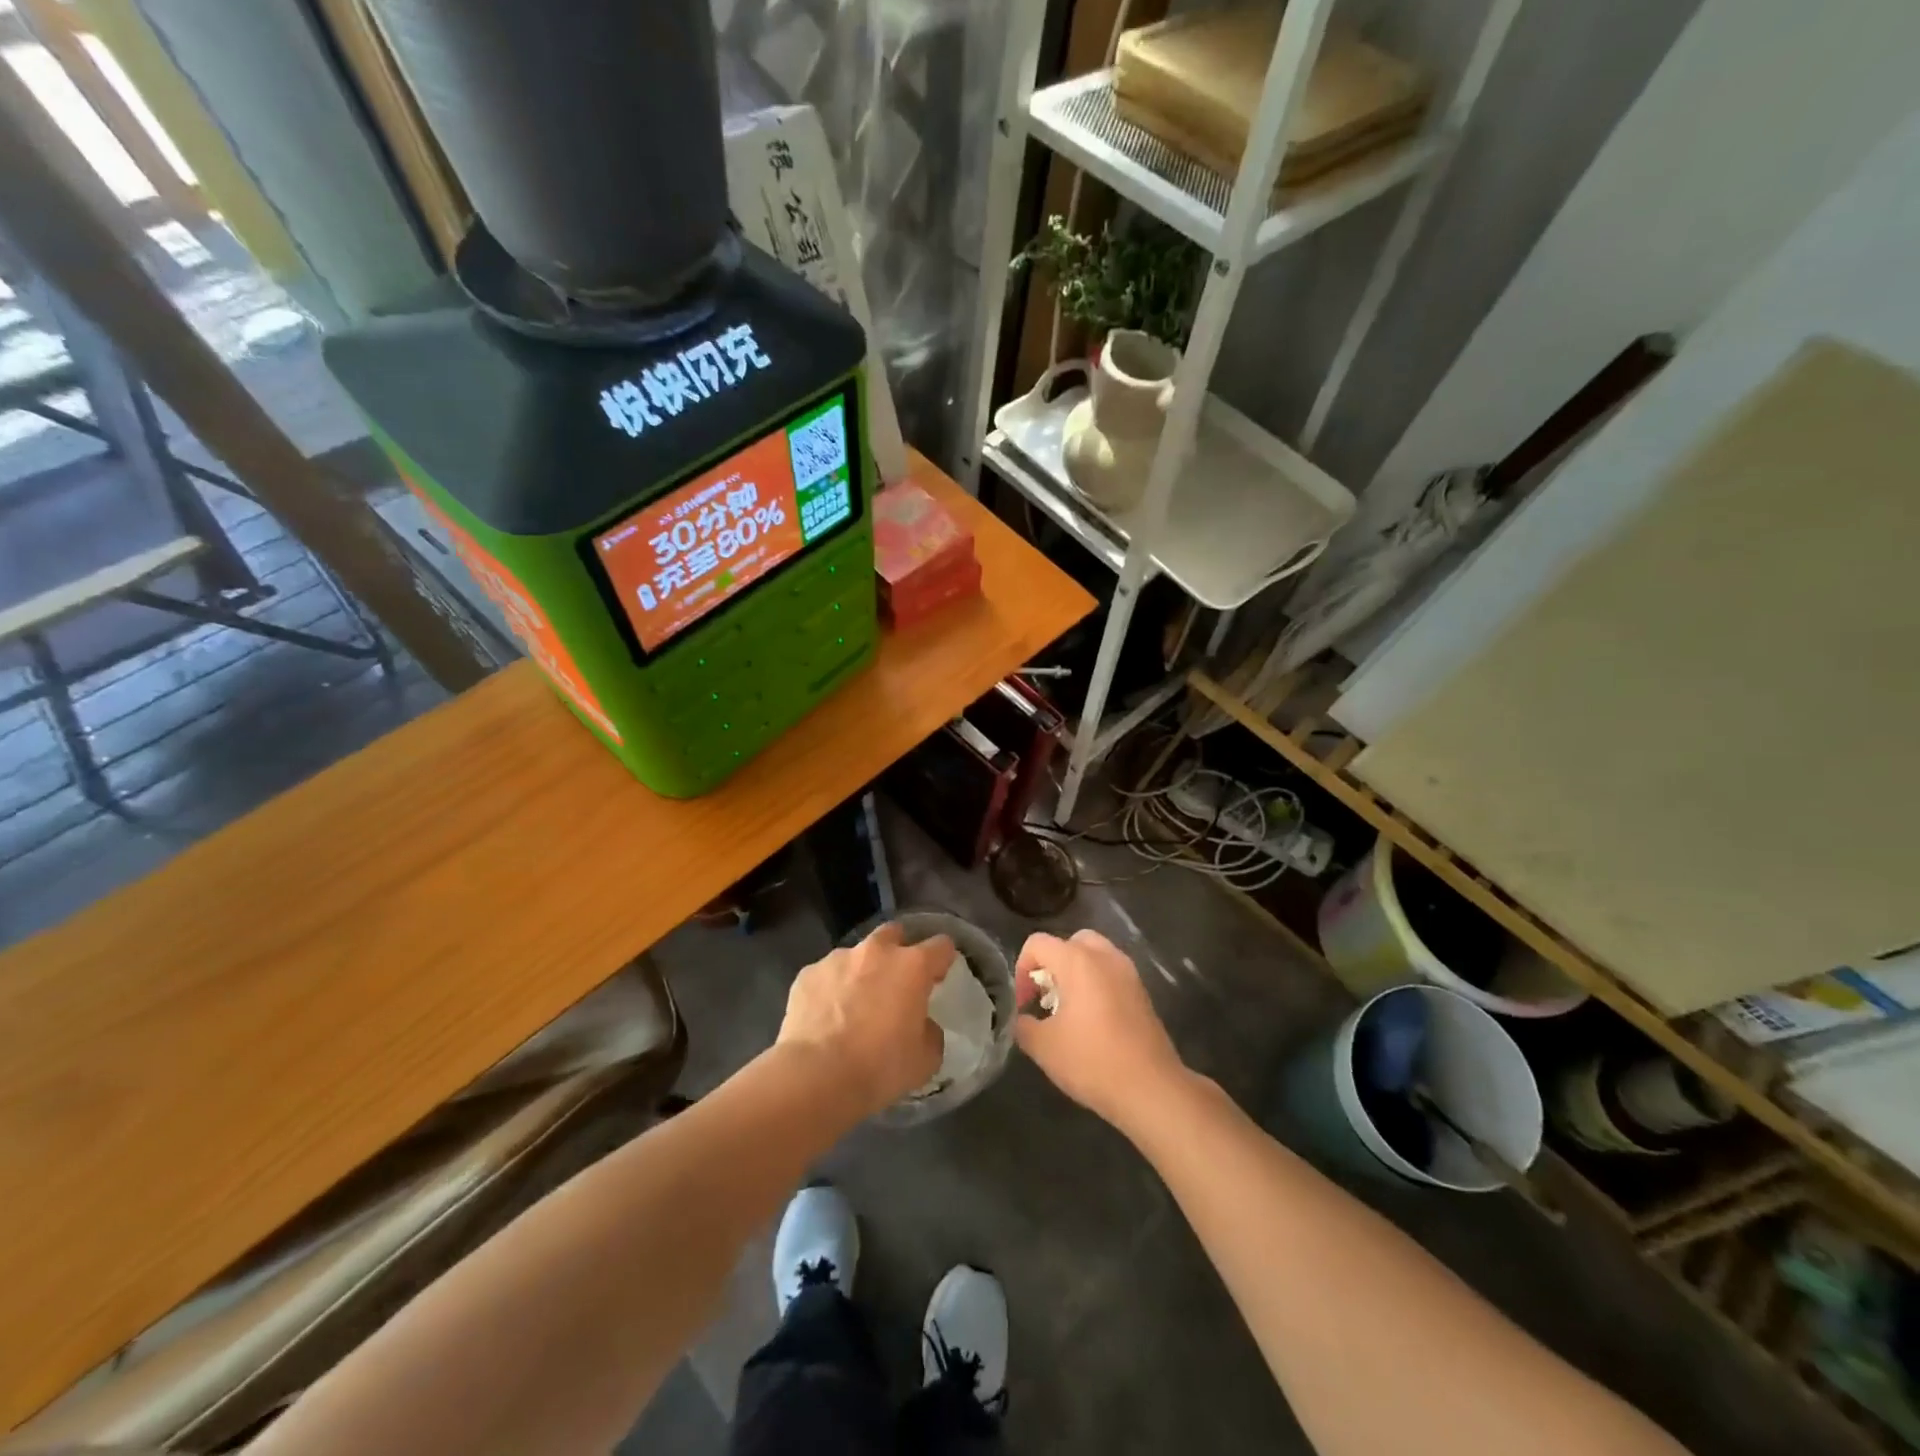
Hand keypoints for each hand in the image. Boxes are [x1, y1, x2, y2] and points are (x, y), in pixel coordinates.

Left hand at [777, 922, 951, 1117]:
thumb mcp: (924, 1060)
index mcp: (912, 966)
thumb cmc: (879, 1067)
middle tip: (895, 983)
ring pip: (856, 955)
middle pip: (894, 933)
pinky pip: (825, 975)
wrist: (816, 1076)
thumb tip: (922, 1025)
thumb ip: (930, 1033)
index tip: (938, 978)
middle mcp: (876, 952)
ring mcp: (837, 959)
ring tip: (854, 1006)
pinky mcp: (807, 974)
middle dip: (898, 951)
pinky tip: (825, 1018)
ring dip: (861, 972)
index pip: (941, 946)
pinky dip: (830, 989)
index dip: (942, 960)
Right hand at [1013, 929, 1187, 1132]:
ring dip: (1076, 973)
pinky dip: (1097, 985)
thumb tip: (1023, 1018)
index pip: (1037, 943)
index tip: (1024, 1004)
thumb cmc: (1092, 1061)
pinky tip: (1092, 1021)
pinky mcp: (1142, 992)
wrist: (1151, 1088)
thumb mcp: (1043, 1047)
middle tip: (1046, 997)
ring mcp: (1128, 973)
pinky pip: (1111, 974)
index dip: (1022, 970)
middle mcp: (1104, 957)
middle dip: (1052, 965)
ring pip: (1095, 956)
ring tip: (1068, 1010)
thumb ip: (1024, 1025)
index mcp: (1077, 960)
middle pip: (1070, 942)